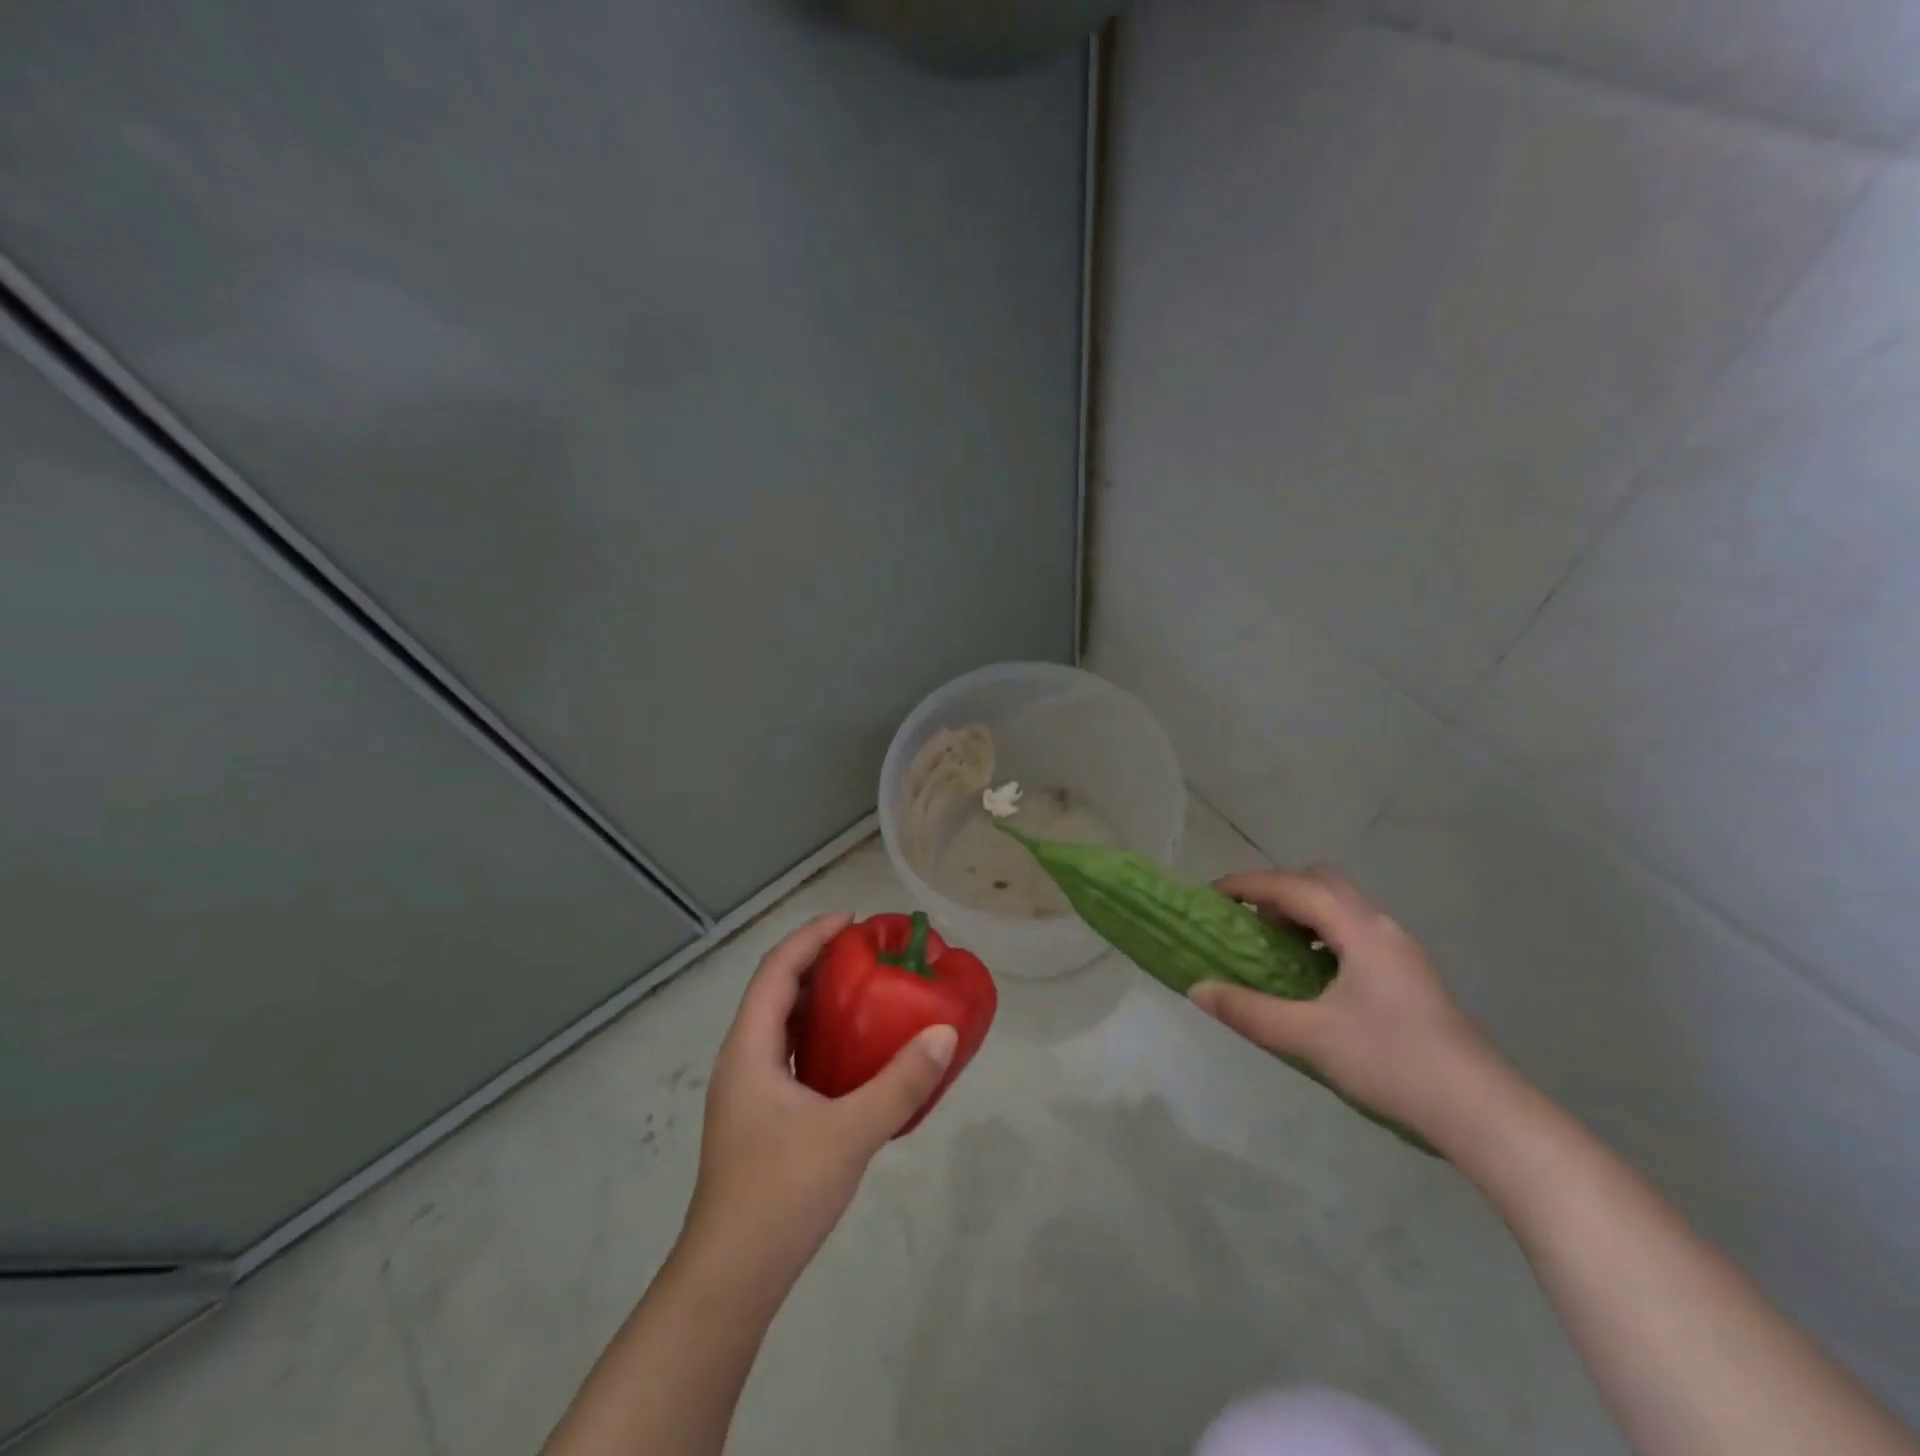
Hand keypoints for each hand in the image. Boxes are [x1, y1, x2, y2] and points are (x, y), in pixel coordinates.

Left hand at [679, 913, 957, 1291]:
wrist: (730, 1281)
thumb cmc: (780, 1194)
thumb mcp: (849, 1133)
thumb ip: (900, 1083)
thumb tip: (944, 1032)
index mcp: (749, 1049)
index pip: (777, 970)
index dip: (811, 937)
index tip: (853, 921)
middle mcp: (742, 1060)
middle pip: (776, 991)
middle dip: (818, 961)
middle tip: (867, 952)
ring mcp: (747, 1092)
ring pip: (781, 1025)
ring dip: (817, 999)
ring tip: (864, 991)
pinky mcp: (759, 1118)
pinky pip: (789, 1055)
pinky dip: (819, 1037)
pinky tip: (852, 1054)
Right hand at [1188, 867, 1499, 1137]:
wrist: (1482, 1112)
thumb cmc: (1392, 1063)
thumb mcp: (1309, 1038)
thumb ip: (1249, 1010)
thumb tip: (1197, 989)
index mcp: (1361, 931)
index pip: (1295, 887)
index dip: (1249, 884)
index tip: (1212, 895)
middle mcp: (1382, 927)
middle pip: (1322, 883)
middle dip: (1278, 891)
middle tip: (1247, 920)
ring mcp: (1401, 951)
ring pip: (1342, 907)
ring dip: (1302, 913)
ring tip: (1273, 947)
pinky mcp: (1409, 975)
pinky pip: (1354, 931)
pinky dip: (1322, 934)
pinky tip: (1311, 975)